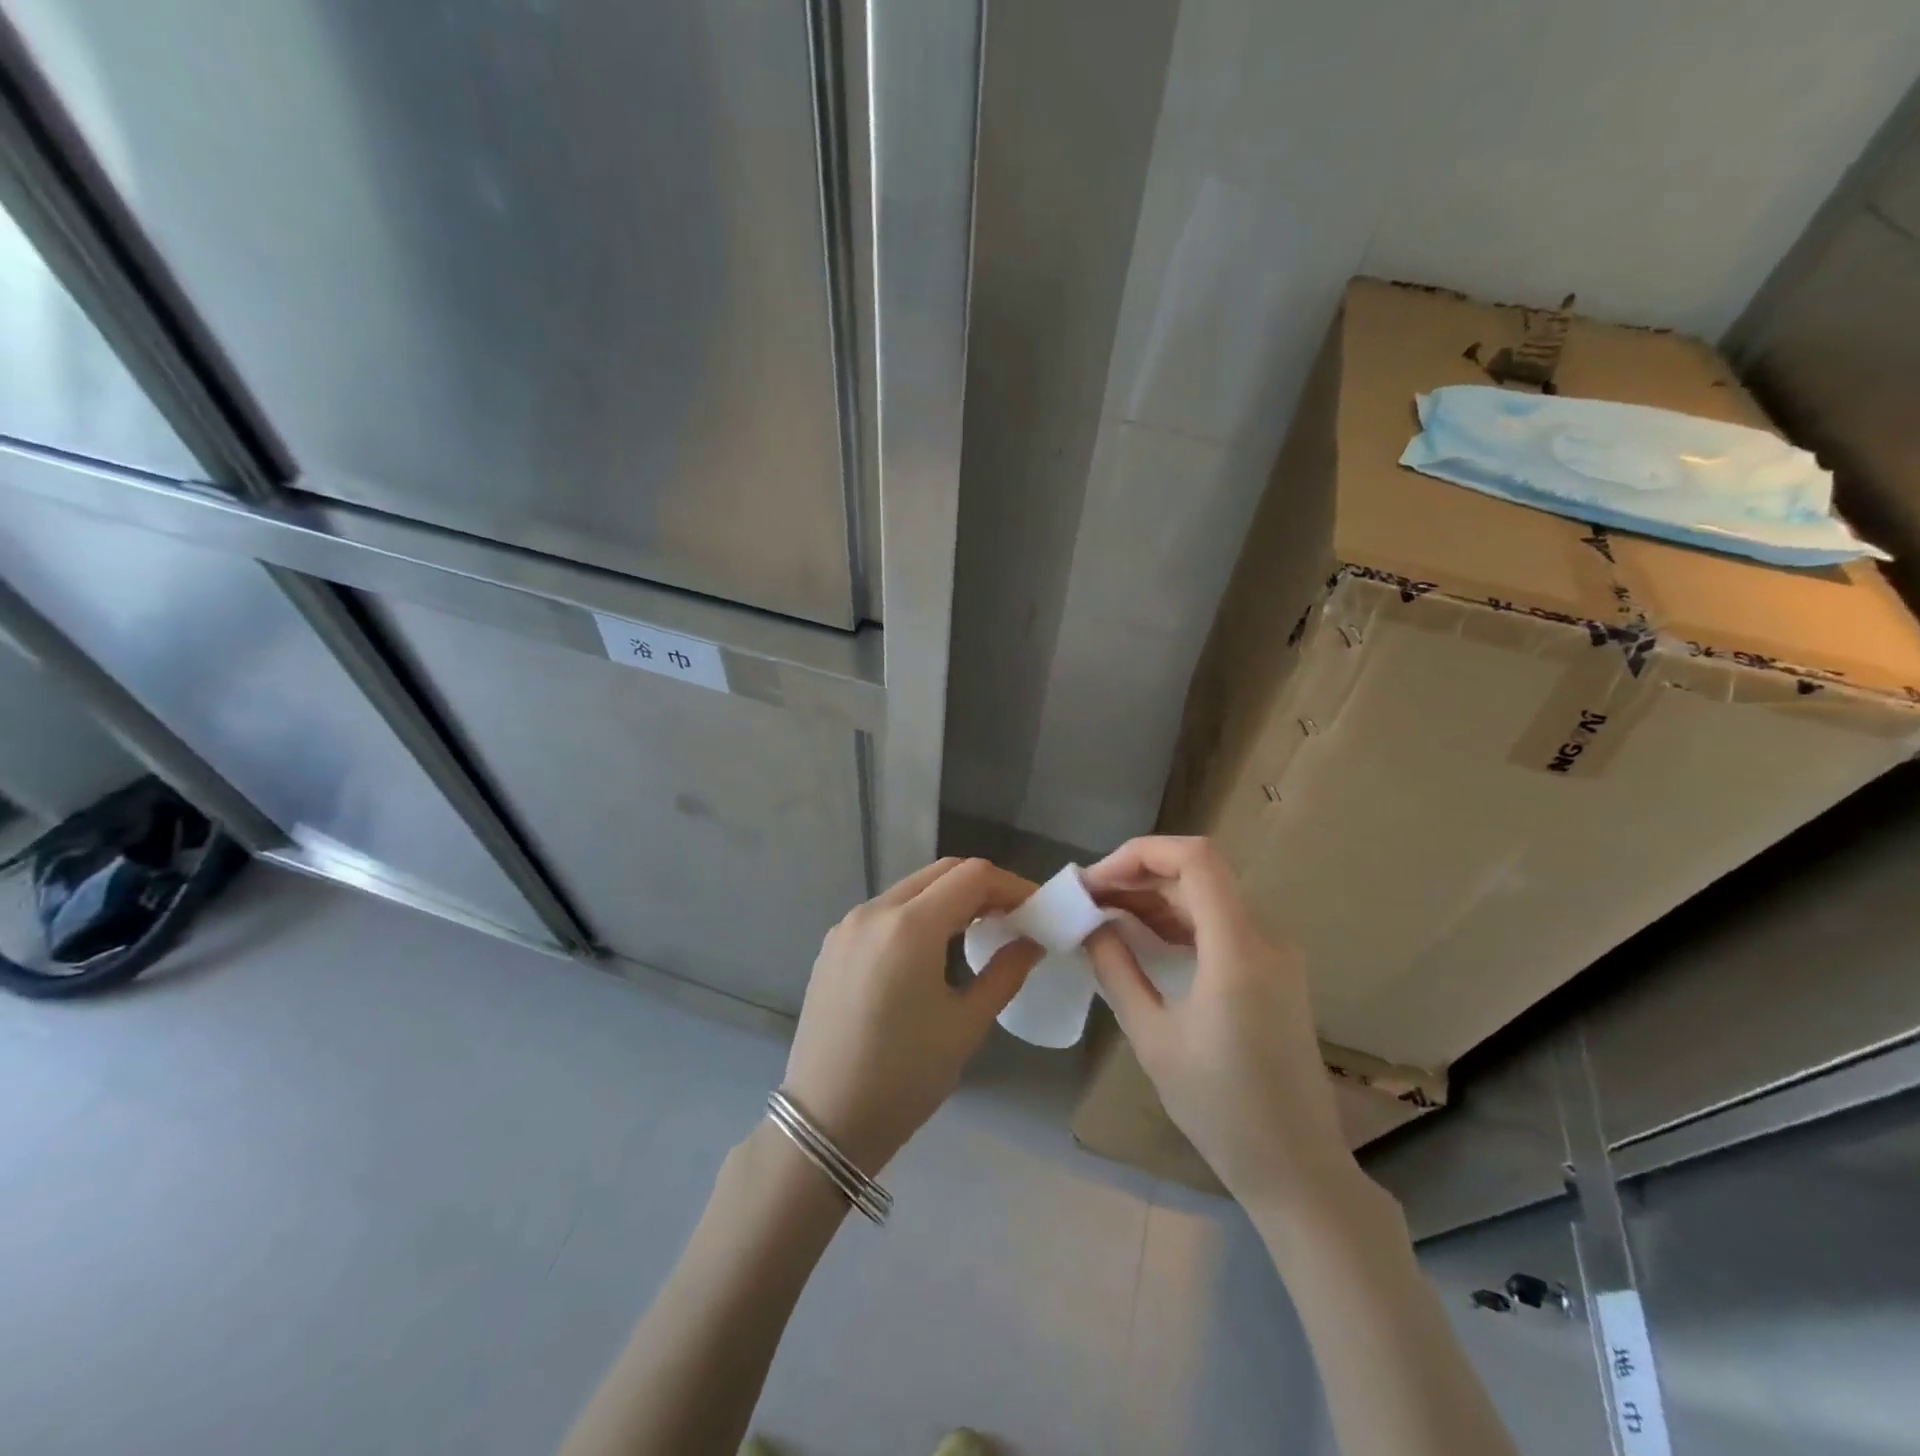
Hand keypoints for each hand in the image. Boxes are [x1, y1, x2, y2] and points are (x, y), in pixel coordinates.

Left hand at [781, 858, 1041, 1175]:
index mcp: (909, 927)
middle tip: (1013, 918)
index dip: (1011, 885)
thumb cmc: (904, 1077)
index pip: (972, 876)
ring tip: (979, 931)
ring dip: (950, 898)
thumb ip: (1006, 973)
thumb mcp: (966, 1025)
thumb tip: (1033, 941)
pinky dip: (919, 914)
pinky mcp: (834, 943)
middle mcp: (875, 910)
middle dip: (983, 887)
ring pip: (912, 887)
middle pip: (942, 872)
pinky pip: (887, 910)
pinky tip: (933, 948)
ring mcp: (848, 924)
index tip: (1037, 909)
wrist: (825, 1120)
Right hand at [1081, 836, 1351, 1214]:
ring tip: (1105, 913)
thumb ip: (1117, 970)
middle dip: (1139, 875)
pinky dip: (1179, 919)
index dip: (1140, 854)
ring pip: (1209, 894)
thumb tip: (1090, 925)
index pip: (1195, 859)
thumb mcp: (1153, 1038)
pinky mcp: (1274, 971)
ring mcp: (1275, 953)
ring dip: (1156, 895)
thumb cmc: (1220, 1108)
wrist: (1296, 1166)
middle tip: (1089, 898)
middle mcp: (1265, 937)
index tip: (1095, 881)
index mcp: (1239, 949)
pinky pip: (1222, 922)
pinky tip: (1143, 935)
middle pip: (1200, 872)